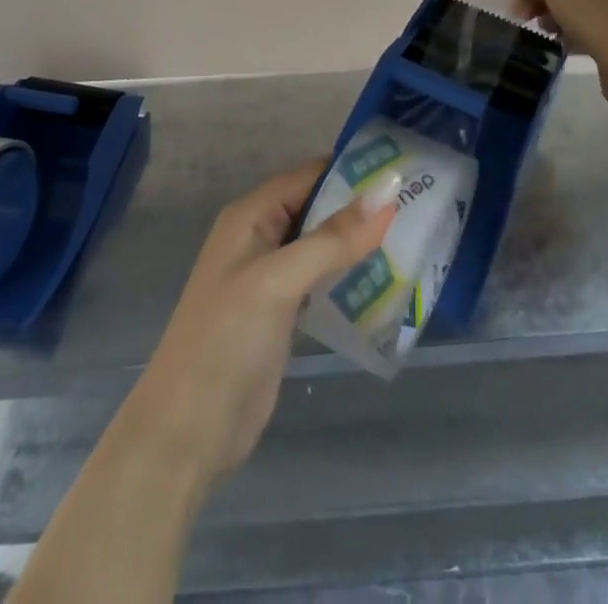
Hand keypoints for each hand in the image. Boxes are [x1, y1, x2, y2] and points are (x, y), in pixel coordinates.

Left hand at [115, 157, 398, 488]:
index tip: (406, 173)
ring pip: (323, 244)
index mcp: (251, 215)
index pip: (310, 175)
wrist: (186, 434)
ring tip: (414, 239)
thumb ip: (333, 237)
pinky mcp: (282, 313)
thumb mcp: (279, 281)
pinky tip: (387, 281)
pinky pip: (322, 279)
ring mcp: (270, 277)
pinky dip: (350, 276)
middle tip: (421, 207)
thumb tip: (389, 188)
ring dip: (360, 242)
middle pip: (319, 207)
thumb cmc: (226, 343)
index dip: (354, 171)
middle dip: (363, 207)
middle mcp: (260, 237)